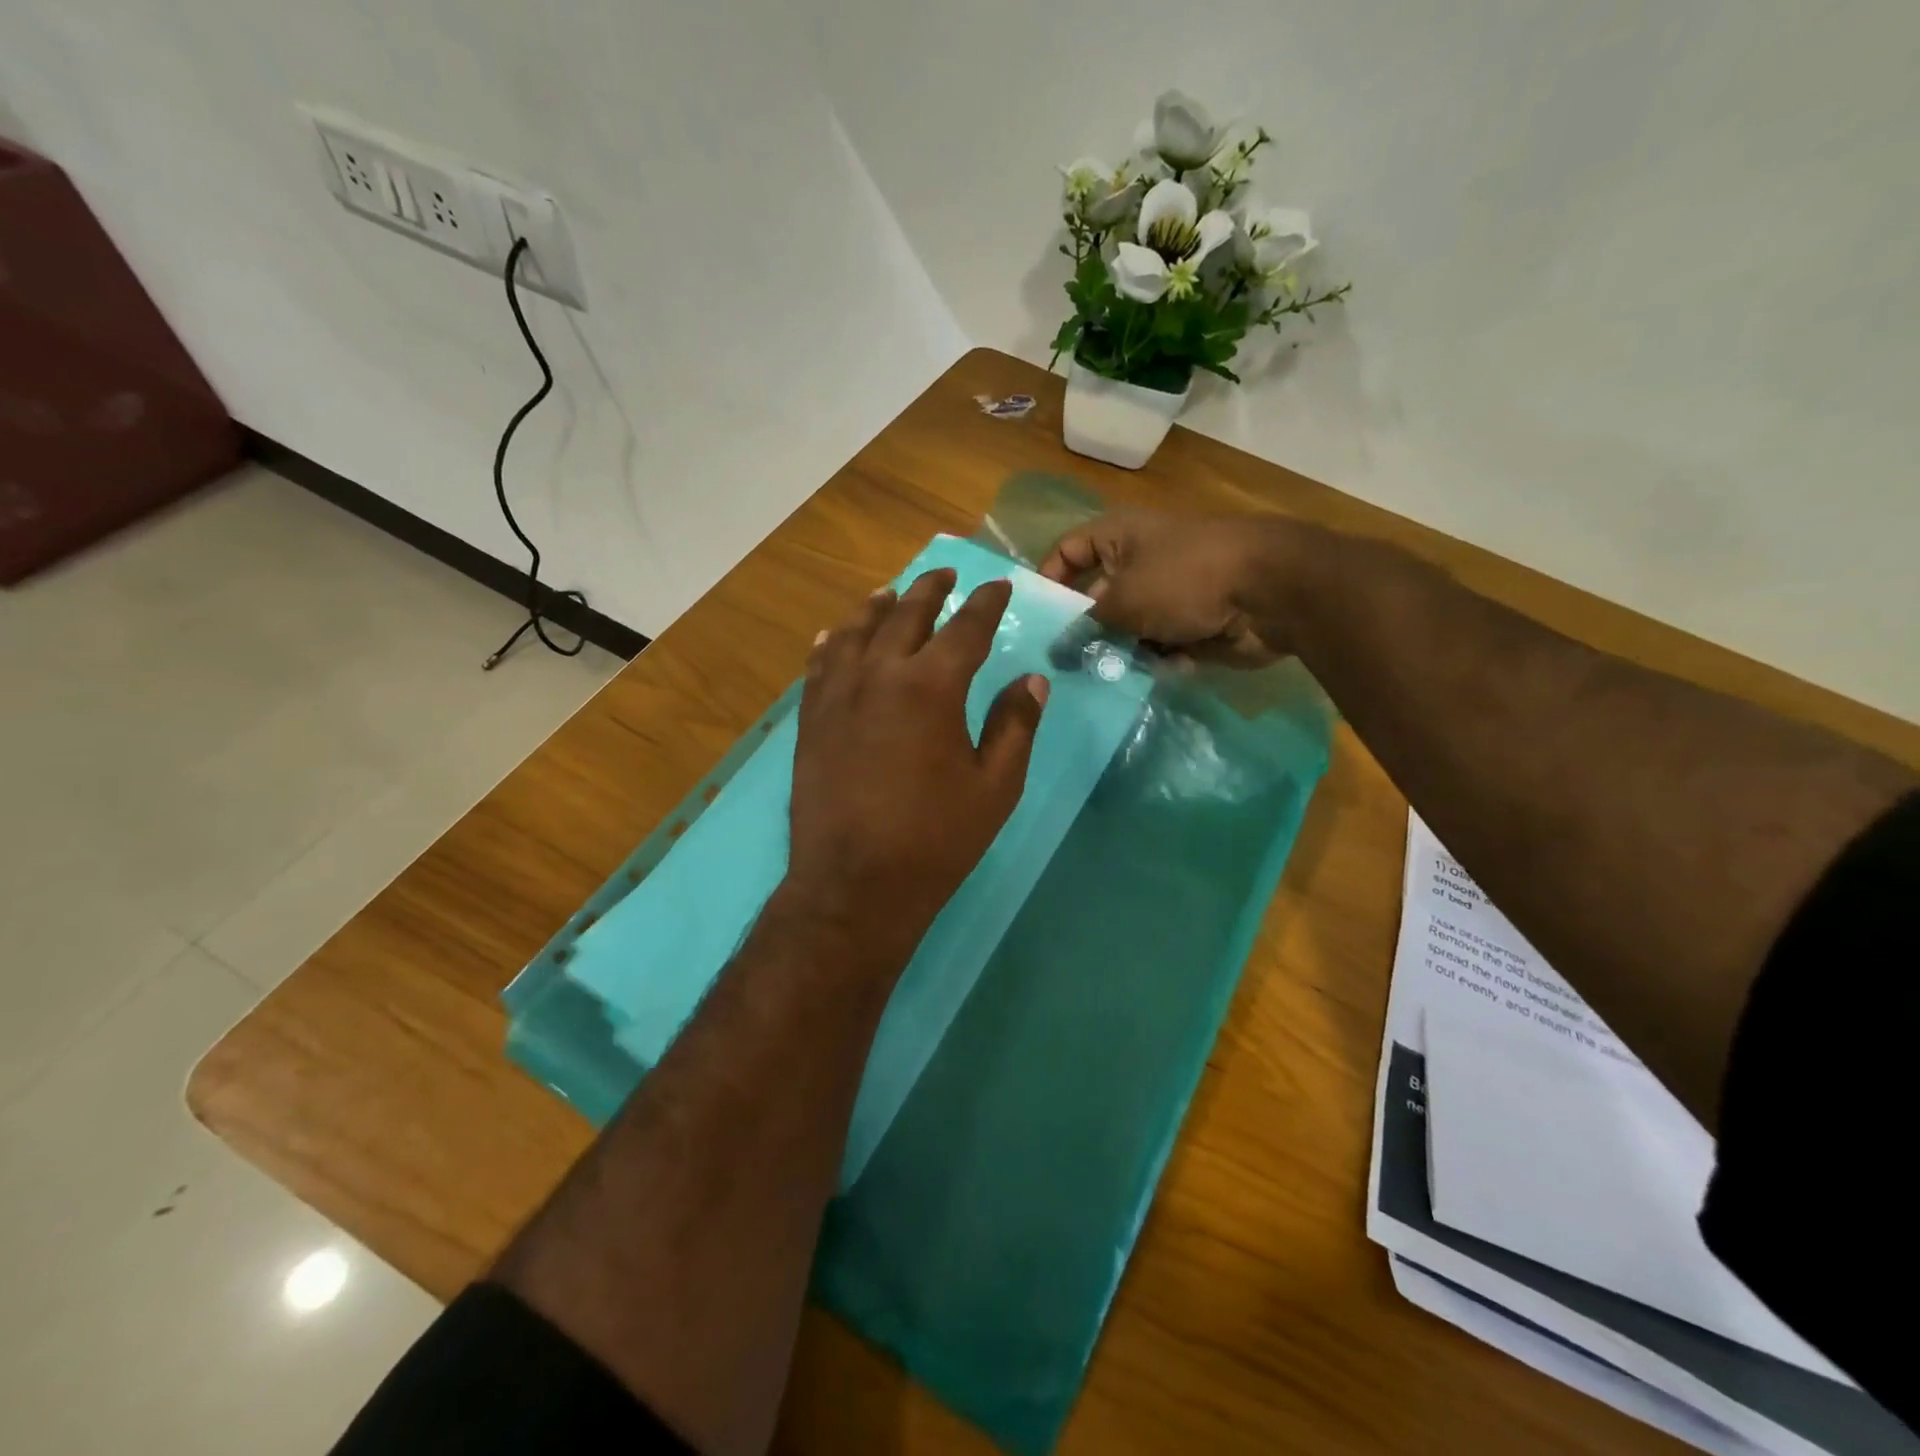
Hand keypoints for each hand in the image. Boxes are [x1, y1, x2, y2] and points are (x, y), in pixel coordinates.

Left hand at [784, 568, 1048, 969]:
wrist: (854, 884)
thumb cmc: (935, 839)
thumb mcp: (995, 787)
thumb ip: (1016, 726)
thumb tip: (1032, 681)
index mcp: (932, 686)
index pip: (966, 628)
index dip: (986, 604)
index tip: (997, 586)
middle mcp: (880, 674)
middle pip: (906, 616)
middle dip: (930, 590)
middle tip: (945, 574)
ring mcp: (837, 694)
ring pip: (855, 631)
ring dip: (877, 607)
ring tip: (890, 593)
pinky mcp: (810, 719)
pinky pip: (819, 665)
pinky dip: (832, 643)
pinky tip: (835, 635)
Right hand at [1039, 509, 1294, 666]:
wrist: (1269, 592)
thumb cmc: (1185, 579)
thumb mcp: (1122, 599)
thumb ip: (1085, 624)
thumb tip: (1059, 647)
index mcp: (1119, 537)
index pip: (1067, 551)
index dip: (1047, 580)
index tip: (1033, 620)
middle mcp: (1138, 562)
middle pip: (1094, 598)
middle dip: (1081, 629)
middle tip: (1059, 663)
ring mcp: (1166, 594)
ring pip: (1124, 628)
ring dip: (1116, 651)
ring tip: (1101, 676)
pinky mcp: (1189, 624)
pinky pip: (1155, 646)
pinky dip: (1151, 660)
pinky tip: (1150, 673)